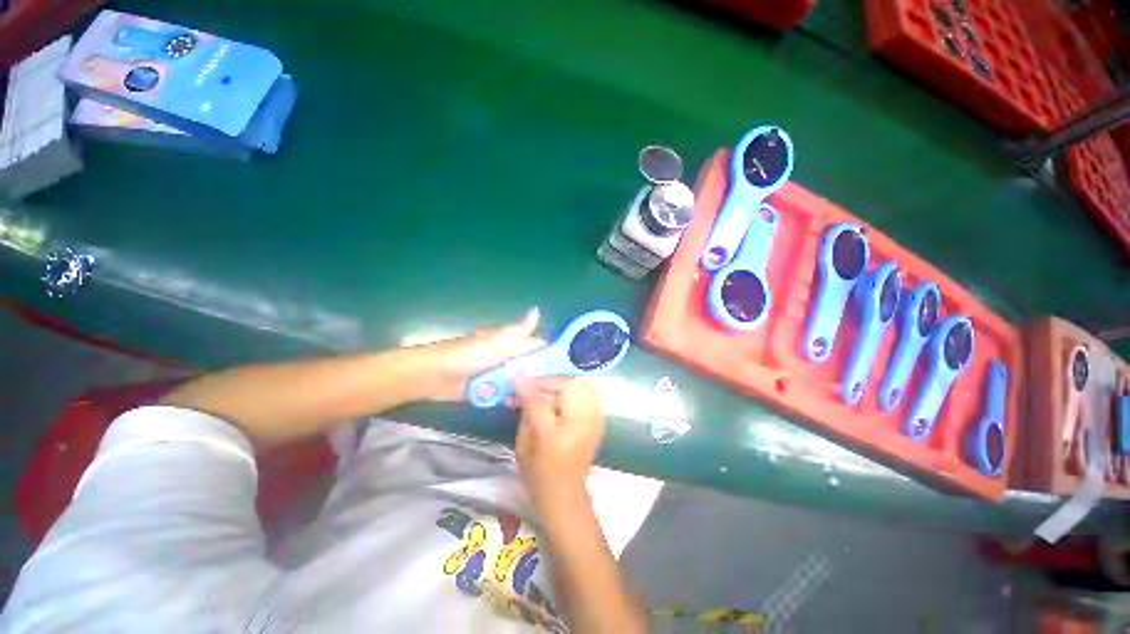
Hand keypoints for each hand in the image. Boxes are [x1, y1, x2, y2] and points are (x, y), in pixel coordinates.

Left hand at [414, 308, 545, 401]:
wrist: (433, 376)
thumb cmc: (467, 355)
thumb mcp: (495, 341)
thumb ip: (518, 331)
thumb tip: (537, 310)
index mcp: (510, 343)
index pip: (537, 347)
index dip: (552, 356)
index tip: (569, 370)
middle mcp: (507, 358)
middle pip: (531, 367)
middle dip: (542, 378)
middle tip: (558, 394)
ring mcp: (498, 375)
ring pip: (520, 382)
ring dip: (528, 390)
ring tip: (543, 404)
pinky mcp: (489, 390)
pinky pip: (507, 394)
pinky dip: (512, 399)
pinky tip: (521, 407)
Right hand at [514, 378, 606, 513]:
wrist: (565, 494)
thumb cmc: (538, 473)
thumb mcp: (523, 445)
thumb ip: (525, 413)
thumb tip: (522, 385)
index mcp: (555, 436)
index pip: (540, 401)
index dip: (528, 386)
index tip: (516, 376)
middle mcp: (579, 425)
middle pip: (567, 386)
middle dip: (548, 383)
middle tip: (533, 386)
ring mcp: (594, 422)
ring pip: (581, 386)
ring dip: (562, 385)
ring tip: (547, 391)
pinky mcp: (599, 421)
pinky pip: (589, 394)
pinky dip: (574, 390)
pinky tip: (562, 397)